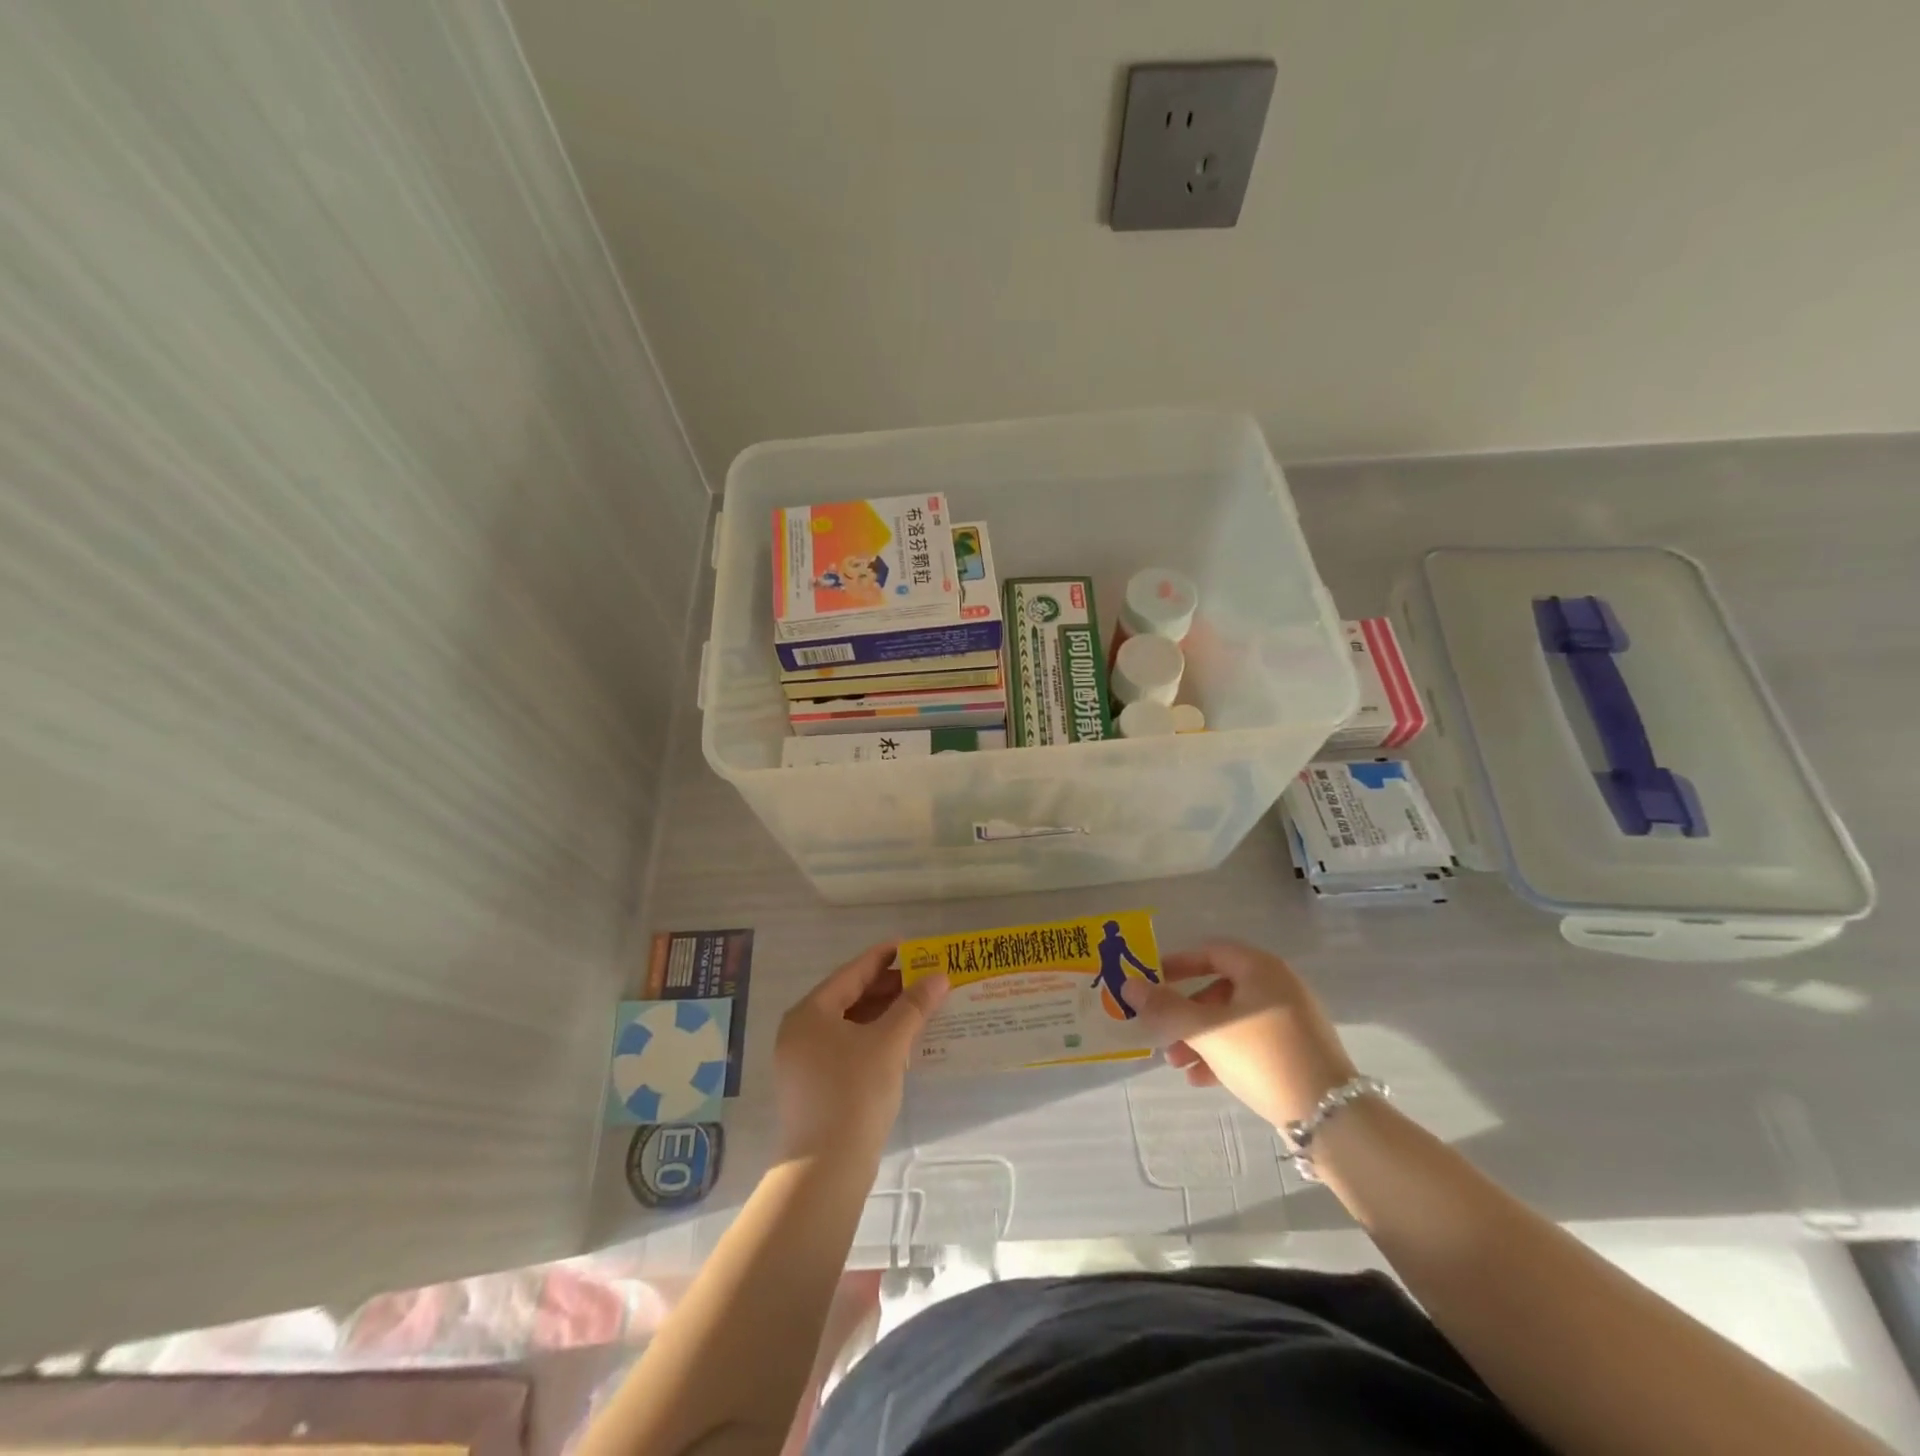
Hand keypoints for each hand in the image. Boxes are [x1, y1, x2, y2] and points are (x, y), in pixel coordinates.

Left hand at [773, 943, 948, 1164]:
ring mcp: (804, 1061)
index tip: (910, 945)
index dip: (882, 957)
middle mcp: (801, 1031)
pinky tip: (902, 1041)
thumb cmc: (854, 1093)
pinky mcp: (815, 1087)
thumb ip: (913, 1006)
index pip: (852, 972)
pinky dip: (874, 1038)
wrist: (826, 1170)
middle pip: (849, 996)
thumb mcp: (889, 1043)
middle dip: (887, 987)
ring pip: (849, 1024)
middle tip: (923, 977)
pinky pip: (847, 1047)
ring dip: (883, 1014)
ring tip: (919, 1005)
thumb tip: (939, 976)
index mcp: (810, 1013)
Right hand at [1118, 941, 1355, 1128]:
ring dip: (1200, 1037)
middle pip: (1218, 989)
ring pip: (1232, 1019)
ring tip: (1177, 1064)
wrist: (1332, 1117)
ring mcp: (1290, 1020)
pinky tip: (1202, 1080)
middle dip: (1185, 1013)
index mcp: (1260, 968)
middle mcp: (1278, 986)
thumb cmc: (1263, 1056)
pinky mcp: (1297, 1051)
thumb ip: (1165, 1007)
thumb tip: (1128, 985)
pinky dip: (1224, 1054)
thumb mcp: (1206, 1030)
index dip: (1177, 965)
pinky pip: (1250, 1042)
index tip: (1150, 982)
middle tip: (1161, 1033)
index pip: (1210, 952)